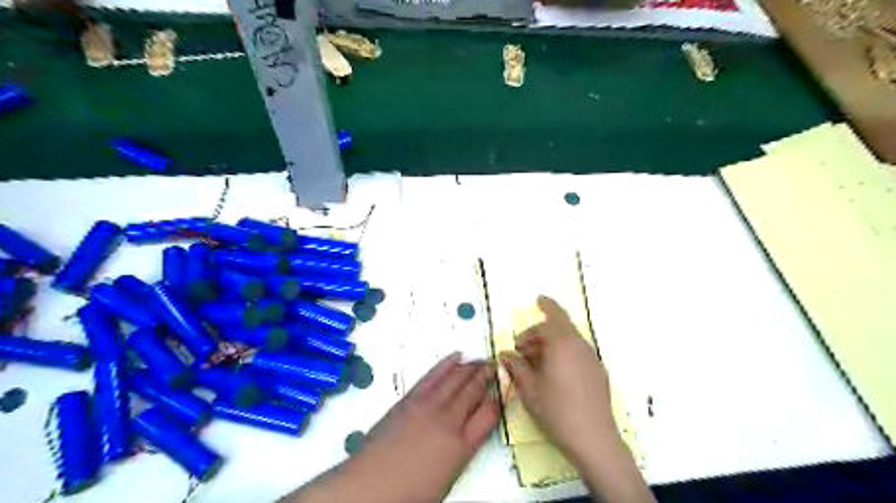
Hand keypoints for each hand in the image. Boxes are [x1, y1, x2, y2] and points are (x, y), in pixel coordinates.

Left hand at [285, 354, 501, 502]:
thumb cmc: (410, 492)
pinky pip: (433, 376)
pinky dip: (446, 364)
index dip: (499, 398)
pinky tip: (457, 356)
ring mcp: (428, 406)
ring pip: (456, 379)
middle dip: (487, 376)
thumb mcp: (448, 476)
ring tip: (482, 359)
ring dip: (471, 367)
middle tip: (496, 365)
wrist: (371, 485)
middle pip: (474, 391)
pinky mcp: (410, 399)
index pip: (489, 414)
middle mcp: (449, 421)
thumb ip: (462, 448)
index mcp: (462, 446)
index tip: (504, 388)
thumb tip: (471, 428)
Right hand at [497, 295, 616, 463]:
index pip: (554, 316)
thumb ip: (516, 366)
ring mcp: (591, 359)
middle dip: (539, 333)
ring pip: (568, 341)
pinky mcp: (598, 372)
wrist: (593, 438)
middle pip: (559, 328)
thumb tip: (505, 355)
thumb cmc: (556, 409)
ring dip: (550, 344)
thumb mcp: (529, 387)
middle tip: (520, 349)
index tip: (538, 299)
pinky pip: (577, 353)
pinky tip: (552, 373)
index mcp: (562, 343)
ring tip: (534, 363)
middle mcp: (580, 346)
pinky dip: (562, 353)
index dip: (546, 305)